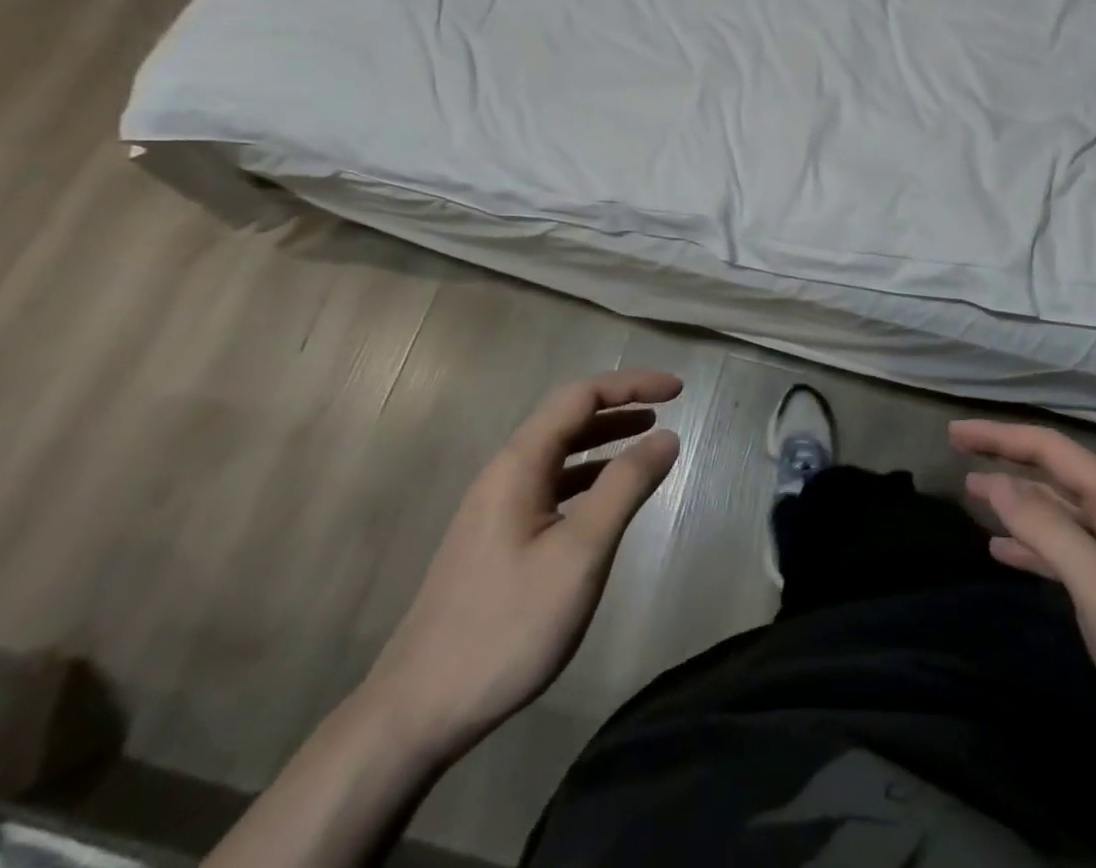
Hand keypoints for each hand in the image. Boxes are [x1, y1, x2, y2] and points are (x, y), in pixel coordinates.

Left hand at [360, 370, 681, 761]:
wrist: (417, 711)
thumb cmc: (507, 625)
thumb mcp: (580, 553)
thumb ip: (625, 487)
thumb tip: (666, 437)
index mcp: (519, 465)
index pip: (581, 396)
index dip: (632, 384)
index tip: (678, 390)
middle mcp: (505, 474)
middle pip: (568, 418)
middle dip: (621, 405)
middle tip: (669, 408)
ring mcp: (497, 508)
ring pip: (560, 453)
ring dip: (606, 438)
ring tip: (648, 440)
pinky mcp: (497, 540)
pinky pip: (552, 486)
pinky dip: (589, 475)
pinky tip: (609, 497)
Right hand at [951, 420, 1095, 756]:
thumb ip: (1048, 529)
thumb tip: (996, 481)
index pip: (1051, 449)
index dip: (1001, 437)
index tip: (954, 434)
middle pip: (1053, 474)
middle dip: (1005, 460)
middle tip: (957, 454)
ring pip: (1056, 512)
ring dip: (1014, 501)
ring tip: (971, 495)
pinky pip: (1064, 551)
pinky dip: (1031, 545)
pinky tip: (1002, 550)